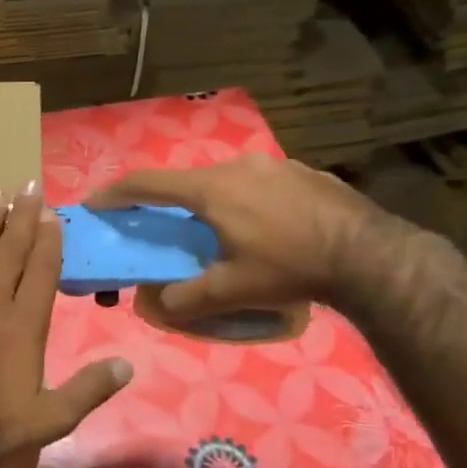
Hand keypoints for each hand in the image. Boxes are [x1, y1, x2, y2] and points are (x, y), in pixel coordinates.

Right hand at [84, 154, 385, 324]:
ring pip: (224, 180)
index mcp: (211, 189)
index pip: (148, 183)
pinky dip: (244, 200)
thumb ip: (185, 299)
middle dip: (166, 201)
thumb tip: (155, 303)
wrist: (371, 256)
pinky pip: (258, 183)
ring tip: (217, 231)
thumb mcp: (231, 291)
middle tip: (161, 225)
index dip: (115, 193)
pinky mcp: (303, 172)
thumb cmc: (290, 268)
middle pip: (186, 180)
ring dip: (208, 201)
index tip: (94, 204)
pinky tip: (263, 227)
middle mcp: (237, 166)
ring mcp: (273, 164)